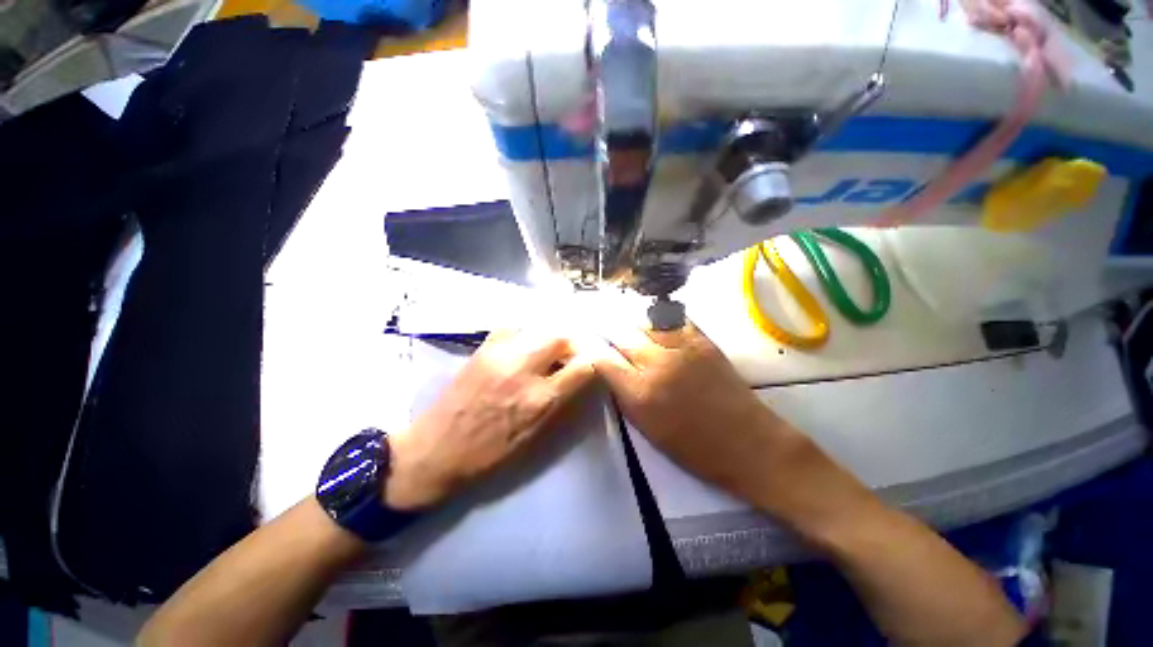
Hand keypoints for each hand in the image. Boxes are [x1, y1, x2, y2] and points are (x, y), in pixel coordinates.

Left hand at [385, 330, 594, 509]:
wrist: (433, 451)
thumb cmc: (487, 455)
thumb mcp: (534, 438)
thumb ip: (561, 403)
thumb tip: (578, 378)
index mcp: (539, 400)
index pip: (583, 366)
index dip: (596, 362)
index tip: (595, 364)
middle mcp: (523, 369)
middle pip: (562, 336)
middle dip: (574, 342)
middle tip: (573, 353)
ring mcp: (500, 354)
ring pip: (539, 327)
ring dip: (553, 335)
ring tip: (553, 347)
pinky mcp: (483, 348)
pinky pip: (515, 328)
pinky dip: (529, 333)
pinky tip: (527, 344)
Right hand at [594, 322, 800, 499]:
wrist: (748, 443)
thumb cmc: (694, 449)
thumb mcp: (648, 430)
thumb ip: (625, 397)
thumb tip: (612, 371)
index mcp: (640, 394)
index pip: (605, 361)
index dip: (594, 350)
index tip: (588, 344)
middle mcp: (656, 365)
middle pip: (622, 336)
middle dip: (608, 328)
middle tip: (600, 320)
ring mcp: (682, 349)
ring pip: (645, 322)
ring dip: (631, 319)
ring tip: (624, 315)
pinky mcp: (703, 342)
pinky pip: (674, 320)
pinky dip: (660, 317)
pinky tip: (654, 316)